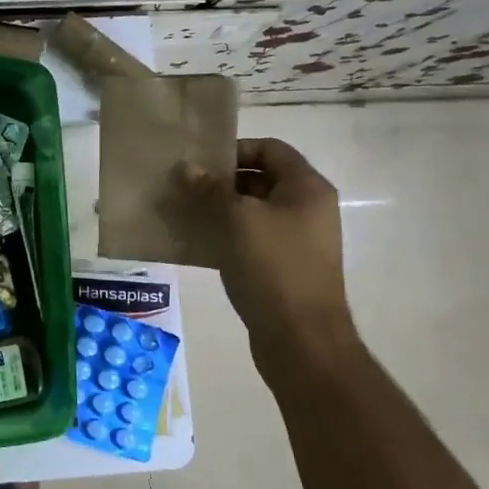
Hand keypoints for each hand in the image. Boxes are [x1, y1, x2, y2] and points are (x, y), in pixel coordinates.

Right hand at [171, 139, 357, 383]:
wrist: (301, 340)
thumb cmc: (274, 268)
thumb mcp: (237, 220)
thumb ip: (210, 189)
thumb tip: (186, 167)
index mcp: (306, 188)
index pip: (270, 148)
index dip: (235, 148)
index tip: (200, 162)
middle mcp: (306, 208)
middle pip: (260, 178)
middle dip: (220, 180)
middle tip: (182, 186)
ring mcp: (296, 240)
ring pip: (252, 211)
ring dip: (218, 209)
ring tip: (182, 212)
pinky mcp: (282, 267)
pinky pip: (250, 239)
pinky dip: (224, 235)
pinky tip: (194, 242)